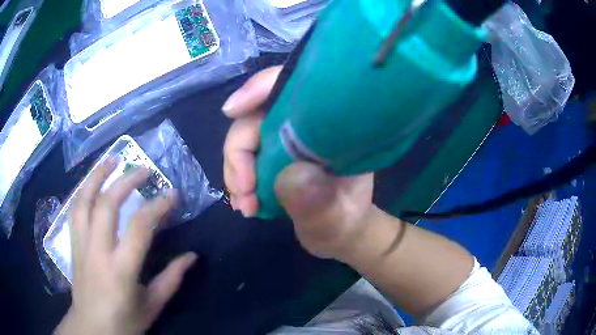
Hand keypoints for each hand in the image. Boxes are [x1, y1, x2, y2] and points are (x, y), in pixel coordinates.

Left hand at [56, 160, 196, 334]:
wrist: (92, 329)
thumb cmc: (124, 322)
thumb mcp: (152, 306)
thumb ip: (171, 279)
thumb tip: (192, 256)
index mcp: (120, 270)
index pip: (139, 227)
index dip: (157, 206)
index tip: (172, 194)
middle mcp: (97, 251)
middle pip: (106, 204)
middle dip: (125, 181)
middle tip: (143, 169)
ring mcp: (81, 246)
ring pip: (83, 201)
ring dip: (97, 176)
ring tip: (111, 160)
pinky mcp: (72, 245)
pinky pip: (75, 210)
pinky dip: (83, 191)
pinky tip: (92, 183)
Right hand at [223, 66, 374, 259]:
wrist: (341, 232)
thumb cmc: (344, 222)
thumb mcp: (335, 217)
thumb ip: (317, 201)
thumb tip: (289, 176)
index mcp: (330, 126)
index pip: (293, 87)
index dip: (260, 88)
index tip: (233, 109)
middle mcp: (305, 125)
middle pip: (256, 116)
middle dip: (239, 153)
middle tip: (243, 194)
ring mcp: (286, 139)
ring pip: (245, 138)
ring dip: (236, 172)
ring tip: (245, 207)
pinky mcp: (274, 155)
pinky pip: (245, 157)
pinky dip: (238, 178)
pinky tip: (244, 203)